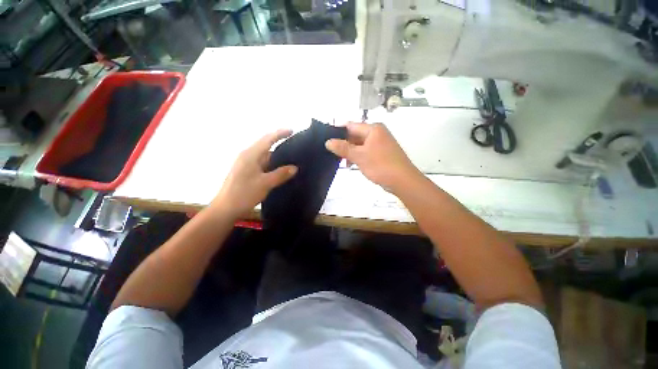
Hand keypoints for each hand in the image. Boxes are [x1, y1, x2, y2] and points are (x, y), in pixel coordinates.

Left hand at [211, 129, 297, 217]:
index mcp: (250, 155)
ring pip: (264, 156)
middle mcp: (248, 156)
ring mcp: (246, 164)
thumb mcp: (265, 184)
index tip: (292, 131)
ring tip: (291, 158)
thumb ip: (280, 174)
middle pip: (266, 146)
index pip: (267, 139)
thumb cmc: (243, 194)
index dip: (280, 134)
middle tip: (295, 146)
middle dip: (280, 144)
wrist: (225, 209)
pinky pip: (262, 164)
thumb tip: (295, 168)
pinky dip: (272, 164)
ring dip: (276, 156)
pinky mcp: (246, 172)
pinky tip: (280, 169)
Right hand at [325, 122, 419, 192]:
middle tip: (332, 153)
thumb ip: (343, 148)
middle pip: (355, 135)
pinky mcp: (381, 154)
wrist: (402, 181)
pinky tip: (351, 164)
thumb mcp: (359, 156)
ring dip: (350, 152)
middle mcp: (377, 133)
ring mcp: (380, 144)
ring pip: (360, 145)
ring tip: (341, 161)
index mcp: (373, 129)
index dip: (338, 132)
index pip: (351, 126)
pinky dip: (358, 156)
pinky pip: (366, 152)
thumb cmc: (380, 165)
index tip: (326, 140)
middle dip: (344, 144)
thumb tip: (328, 142)